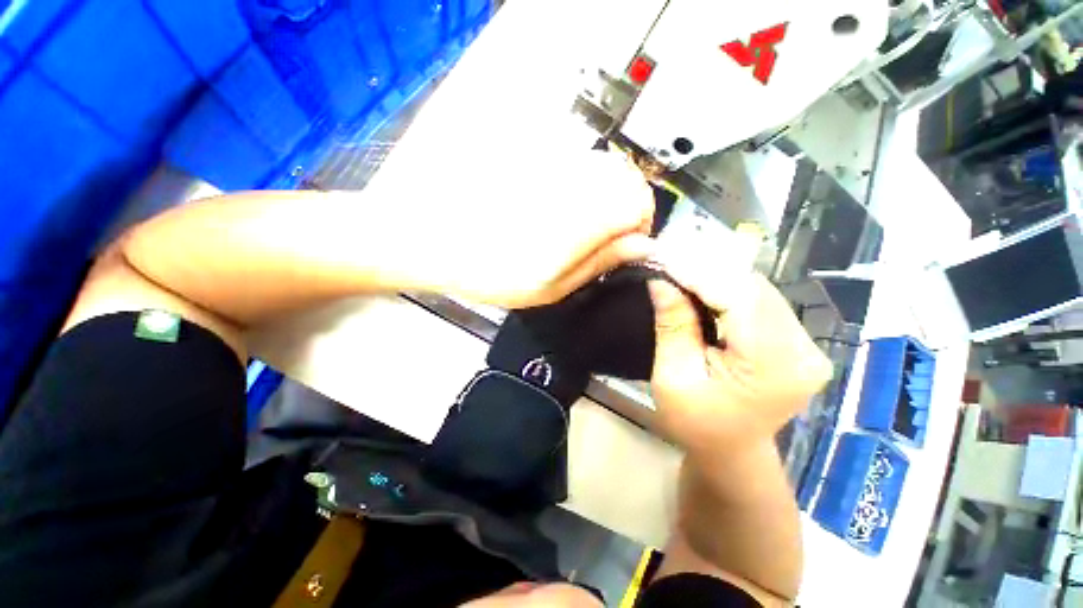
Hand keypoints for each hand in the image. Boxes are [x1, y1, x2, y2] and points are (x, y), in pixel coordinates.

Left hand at [368, 145, 655, 308]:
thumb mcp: (548, 287)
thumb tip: (640, 246)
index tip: (622, 244)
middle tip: (597, 235)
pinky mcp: (530, 145)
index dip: (639, 225)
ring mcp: (549, 155)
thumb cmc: (486, 272)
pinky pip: (571, 155)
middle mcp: (570, 176)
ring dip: (599, 191)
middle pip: (625, 176)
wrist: (426, 233)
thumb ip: (598, 263)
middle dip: (622, 207)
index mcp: (579, 218)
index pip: (640, 202)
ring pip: (600, 163)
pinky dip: (575, 177)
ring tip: (570, 218)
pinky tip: (549, 198)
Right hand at [647, 271, 832, 456]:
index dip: (700, 272)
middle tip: (670, 260)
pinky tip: (705, 289)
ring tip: (683, 271)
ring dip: (718, 278)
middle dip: (708, 270)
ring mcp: (807, 346)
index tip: (665, 256)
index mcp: (773, 365)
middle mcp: (803, 350)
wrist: (731, 452)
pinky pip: (761, 303)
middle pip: (753, 289)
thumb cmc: (695, 423)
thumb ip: (672, 326)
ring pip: (758, 291)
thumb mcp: (673, 377)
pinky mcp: (798, 343)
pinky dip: (729, 291)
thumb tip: (661, 280)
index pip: (738, 297)